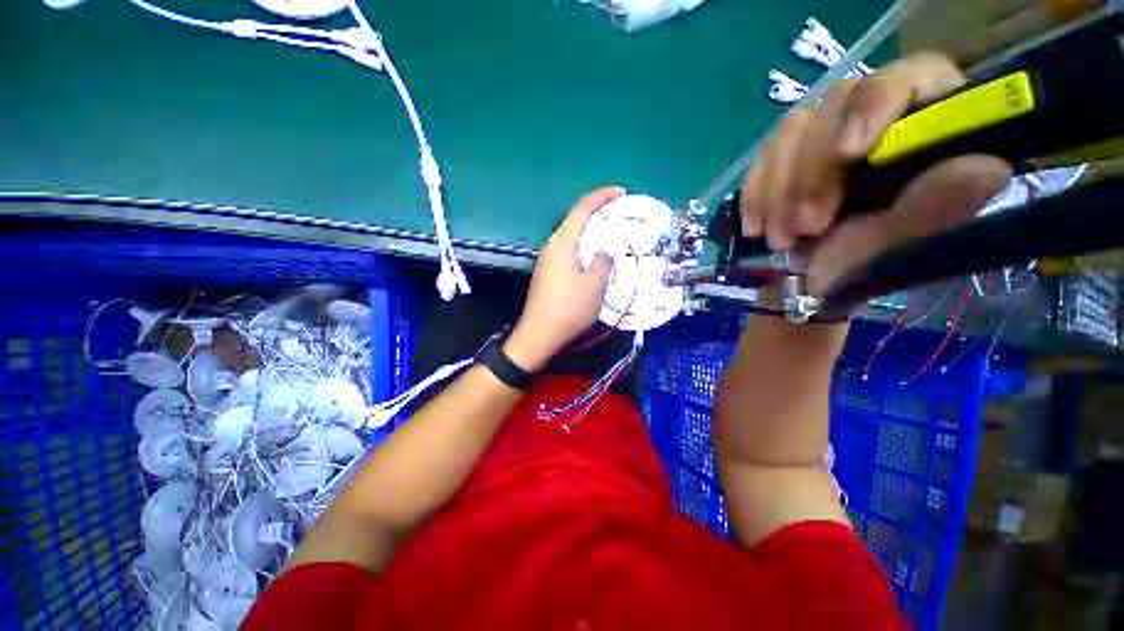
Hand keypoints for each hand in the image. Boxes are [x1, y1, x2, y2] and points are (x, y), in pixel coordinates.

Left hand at [503, 187, 622, 371]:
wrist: (539, 335)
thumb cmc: (569, 309)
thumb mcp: (594, 286)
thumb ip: (603, 262)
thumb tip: (604, 251)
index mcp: (563, 244)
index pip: (582, 210)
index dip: (601, 197)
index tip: (620, 192)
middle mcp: (552, 247)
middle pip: (574, 221)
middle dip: (596, 212)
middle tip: (617, 213)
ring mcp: (547, 261)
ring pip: (571, 238)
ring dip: (589, 232)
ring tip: (608, 234)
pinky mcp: (547, 274)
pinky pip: (568, 252)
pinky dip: (583, 248)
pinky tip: (592, 258)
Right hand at [740, 53, 1013, 295]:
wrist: (823, 276)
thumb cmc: (877, 259)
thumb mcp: (911, 240)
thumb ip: (942, 204)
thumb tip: (984, 166)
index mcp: (924, 120)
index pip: (908, 77)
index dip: (874, 106)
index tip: (848, 154)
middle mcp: (872, 114)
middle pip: (834, 108)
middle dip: (812, 173)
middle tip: (806, 228)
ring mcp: (823, 133)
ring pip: (789, 133)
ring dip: (777, 191)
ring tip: (781, 239)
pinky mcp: (786, 155)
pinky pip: (761, 161)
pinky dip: (754, 196)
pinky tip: (756, 227)